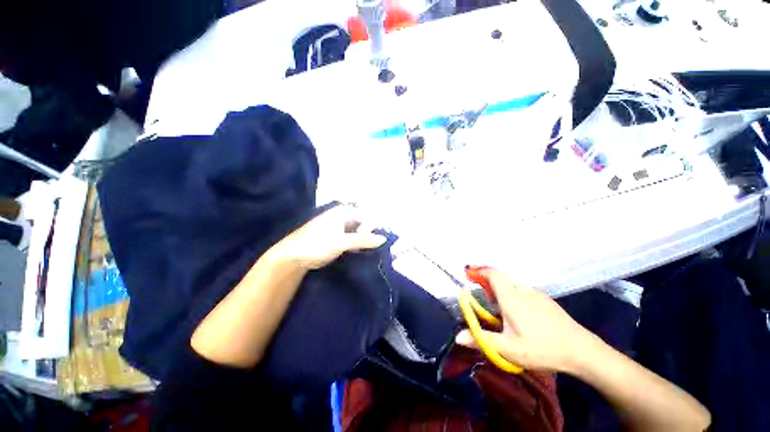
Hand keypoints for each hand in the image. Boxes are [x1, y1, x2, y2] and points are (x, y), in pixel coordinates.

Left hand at [270, 205, 386, 269]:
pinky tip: (366, 250)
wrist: (292, 257)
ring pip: (357, 231)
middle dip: (372, 230)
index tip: (388, 231)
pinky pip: (351, 239)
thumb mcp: (341, 241)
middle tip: (385, 240)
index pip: (365, 214)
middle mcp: (341, 218)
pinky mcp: (335, 239)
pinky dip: (358, 243)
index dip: (376, 222)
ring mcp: (337, 229)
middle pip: (362, 222)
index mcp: (341, 212)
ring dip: (366, 237)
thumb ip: (363, 239)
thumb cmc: (316, 244)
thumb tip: (384, 238)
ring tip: (379, 246)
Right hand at [455, 269, 594, 372]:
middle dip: (488, 285)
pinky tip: (521, 317)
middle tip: (484, 302)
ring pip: (512, 286)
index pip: (492, 273)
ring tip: (501, 313)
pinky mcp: (546, 301)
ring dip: (501, 292)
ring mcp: (536, 294)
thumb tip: (457, 337)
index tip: (468, 275)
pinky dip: (514, 297)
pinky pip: (523, 292)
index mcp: (511, 297)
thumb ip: (481, 340)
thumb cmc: (542, 348)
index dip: (479, 271)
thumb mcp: (508, 349)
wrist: (582, 351)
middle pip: (501, 279)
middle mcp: (522, 290)